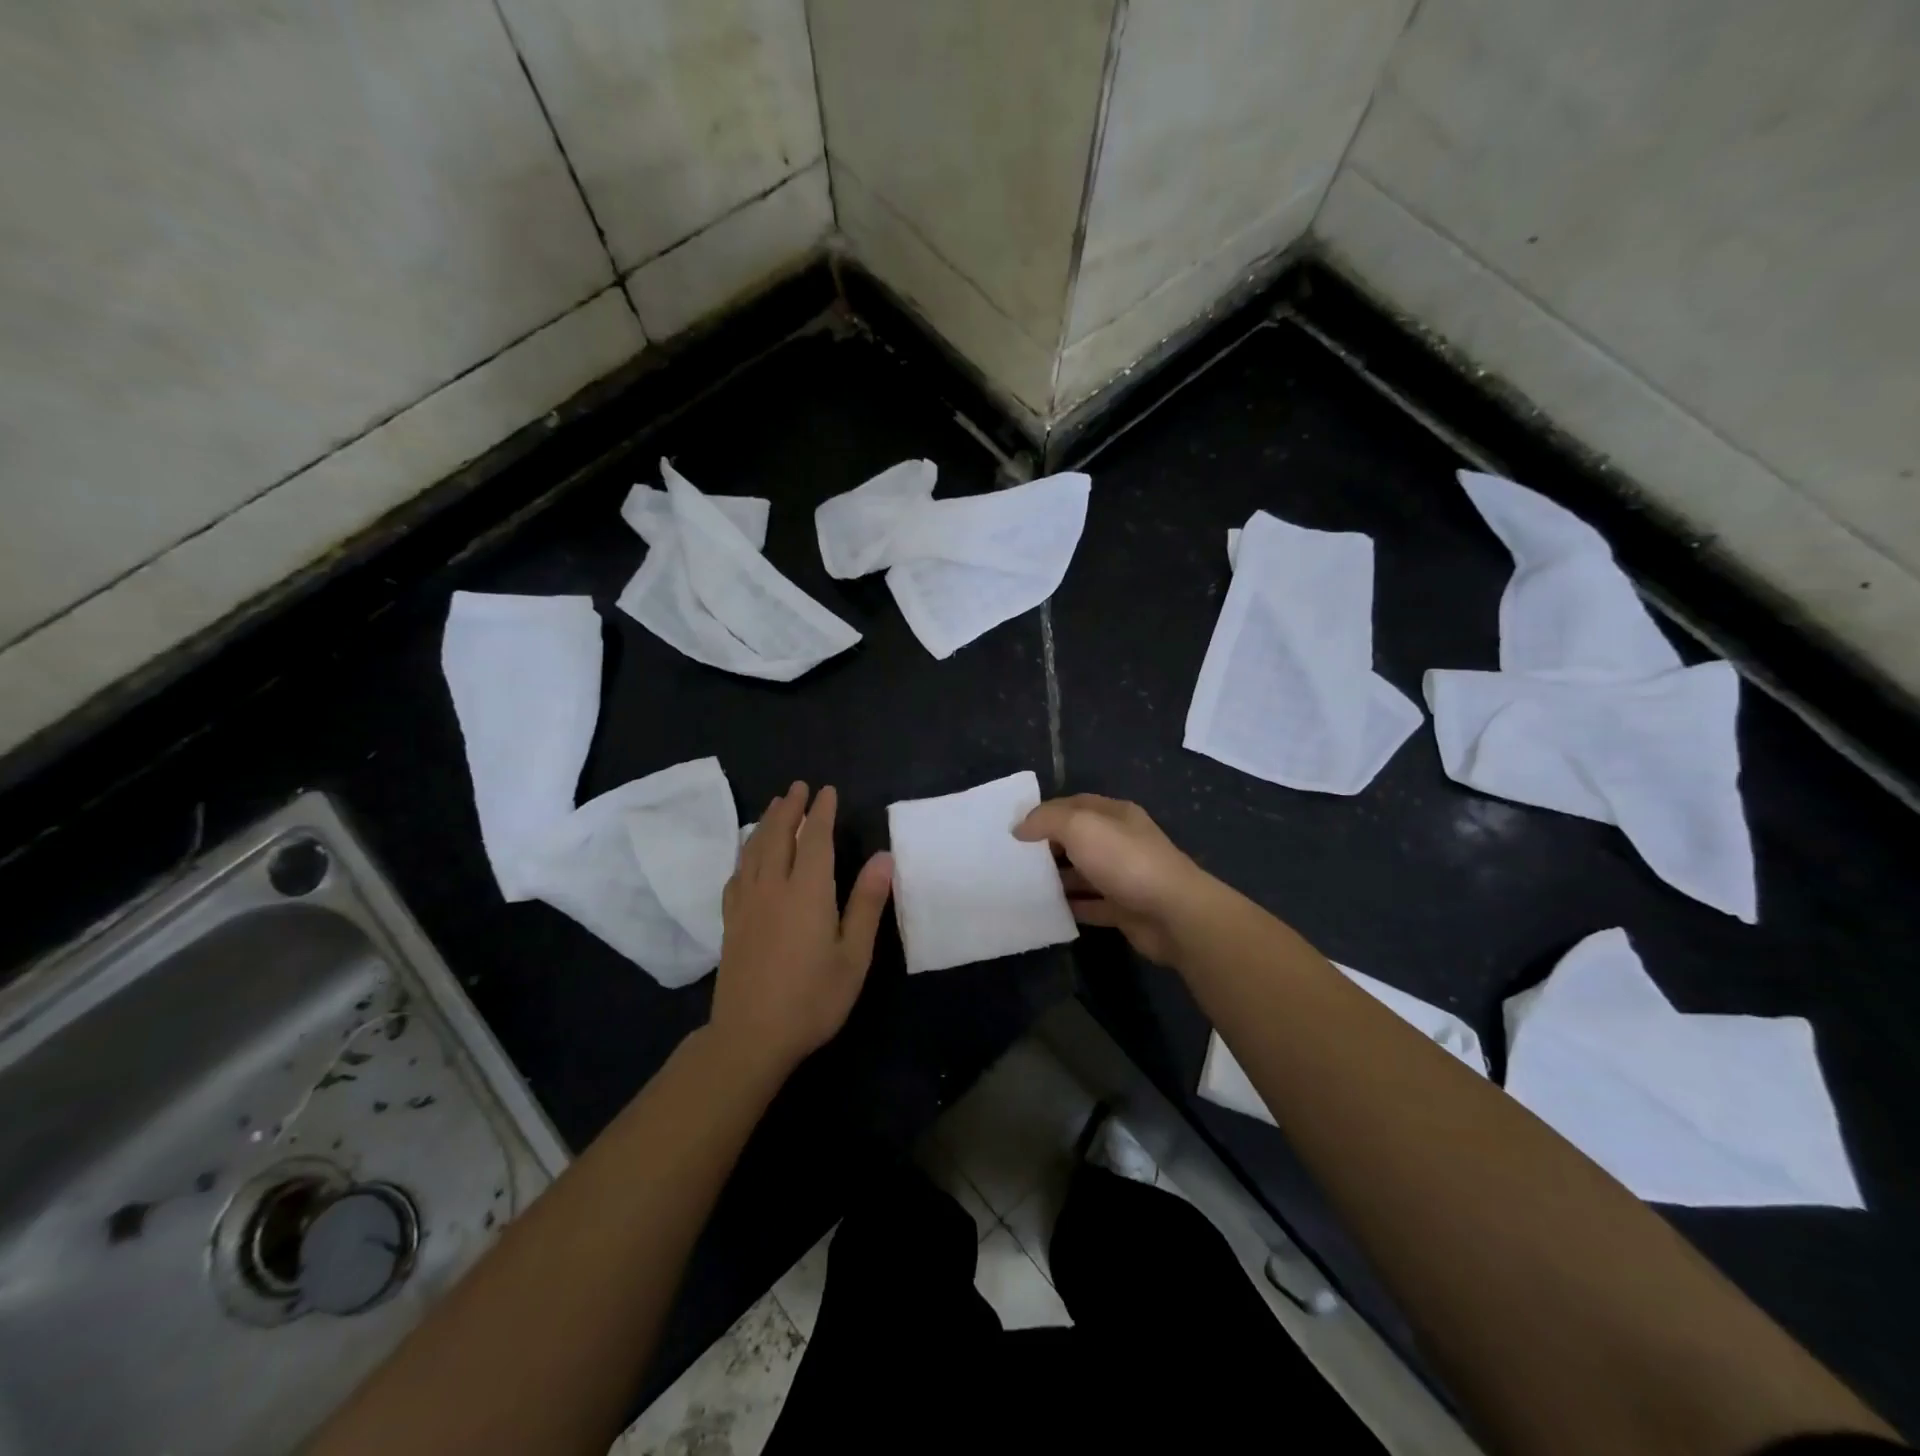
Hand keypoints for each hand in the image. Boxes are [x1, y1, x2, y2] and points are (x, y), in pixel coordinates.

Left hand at [712, 782, 892, 1077]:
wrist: (750, 1037)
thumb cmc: (812, 998)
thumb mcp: (853, 956)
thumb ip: (866, 903)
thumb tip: (883, 857)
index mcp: (807, 892)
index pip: (814, 840)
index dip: (821, 813)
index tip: (827, 791)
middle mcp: (773, 888)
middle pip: (779, 836)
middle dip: (790, 808)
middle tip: (798, 787)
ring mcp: (747, 904)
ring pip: (754, 850)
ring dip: (766, 823)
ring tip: (776, 806)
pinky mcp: (731, 921)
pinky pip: (737, 873)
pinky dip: (746, 852)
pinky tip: (749, 854)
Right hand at [1015, 794, 1210, 964]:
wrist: (1173, 913)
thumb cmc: (1125, 860)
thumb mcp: (1080, 826)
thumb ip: (1047, 820)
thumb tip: (1020, 827)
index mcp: (1115, 814)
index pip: (1074, 804)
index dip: (1044, 813)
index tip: (1014, 829)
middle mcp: (1121, 841)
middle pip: (1077, 839)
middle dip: (1047, 847)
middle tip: (1013, 859)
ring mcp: (1124, 876)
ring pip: (1083, 873)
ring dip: (1057, 878)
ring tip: (1022, 886)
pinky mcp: (1125, 908)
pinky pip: (1091, 904)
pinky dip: (1071, 906)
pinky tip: (1046, 910)